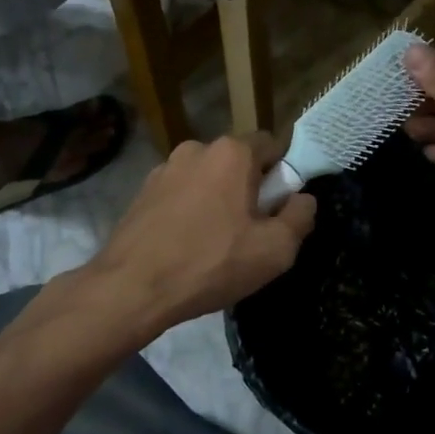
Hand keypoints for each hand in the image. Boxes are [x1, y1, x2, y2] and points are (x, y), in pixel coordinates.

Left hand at [89, 133, 316, 334]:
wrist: (131, 288)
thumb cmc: (211, 263)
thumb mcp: (275, 250)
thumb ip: (300, 217)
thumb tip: (303, 199)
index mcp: (232, 152)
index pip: (271, 145)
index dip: (282, 175)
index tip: (278, 209)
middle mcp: (197, 148)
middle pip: (238, 162)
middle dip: (249, 189)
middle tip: (250, 232)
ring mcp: (164, 168)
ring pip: (207, 178)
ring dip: (217, 200)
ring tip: (213, 244)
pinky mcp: (142, 191)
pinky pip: (180, 194)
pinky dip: (189, 211)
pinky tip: (185, 246)